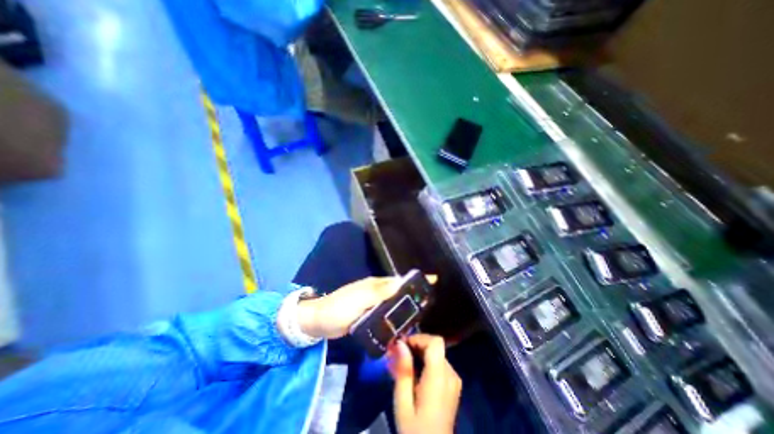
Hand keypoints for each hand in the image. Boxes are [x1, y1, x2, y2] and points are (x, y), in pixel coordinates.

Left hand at [297, 276, 431, 339]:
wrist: (319, 321)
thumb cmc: (339, 308)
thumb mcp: (359, 299)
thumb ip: (379, 292)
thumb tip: (400, 284)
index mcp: (376, 285)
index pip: (399, 280)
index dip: (414, 280)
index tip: (432, 280)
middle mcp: (376, 291)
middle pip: (399, 290)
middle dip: (414, 293)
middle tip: (430, 302)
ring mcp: (372, 303)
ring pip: (393, 302)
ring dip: (405, 305)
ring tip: (421, 314)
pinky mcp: (368, 314)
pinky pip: (386, 312)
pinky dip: (395, 315)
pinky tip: (401, 323)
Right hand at [391, 333, 460, 431]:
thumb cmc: (415, 431)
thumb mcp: (403, 403)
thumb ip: (403, 370)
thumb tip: (400, 343)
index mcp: (439, 378)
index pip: (436, 342)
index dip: (419, 337)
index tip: (403, 344)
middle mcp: (451, 375)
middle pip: (435, 346)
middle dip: (416, 344)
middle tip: (398, 353)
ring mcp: (454, 380)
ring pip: (436, 353)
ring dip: (419, 352)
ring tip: (403, 362)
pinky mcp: (453, 385)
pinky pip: (439, 363)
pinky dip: (426, 361)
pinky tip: (414, 372)